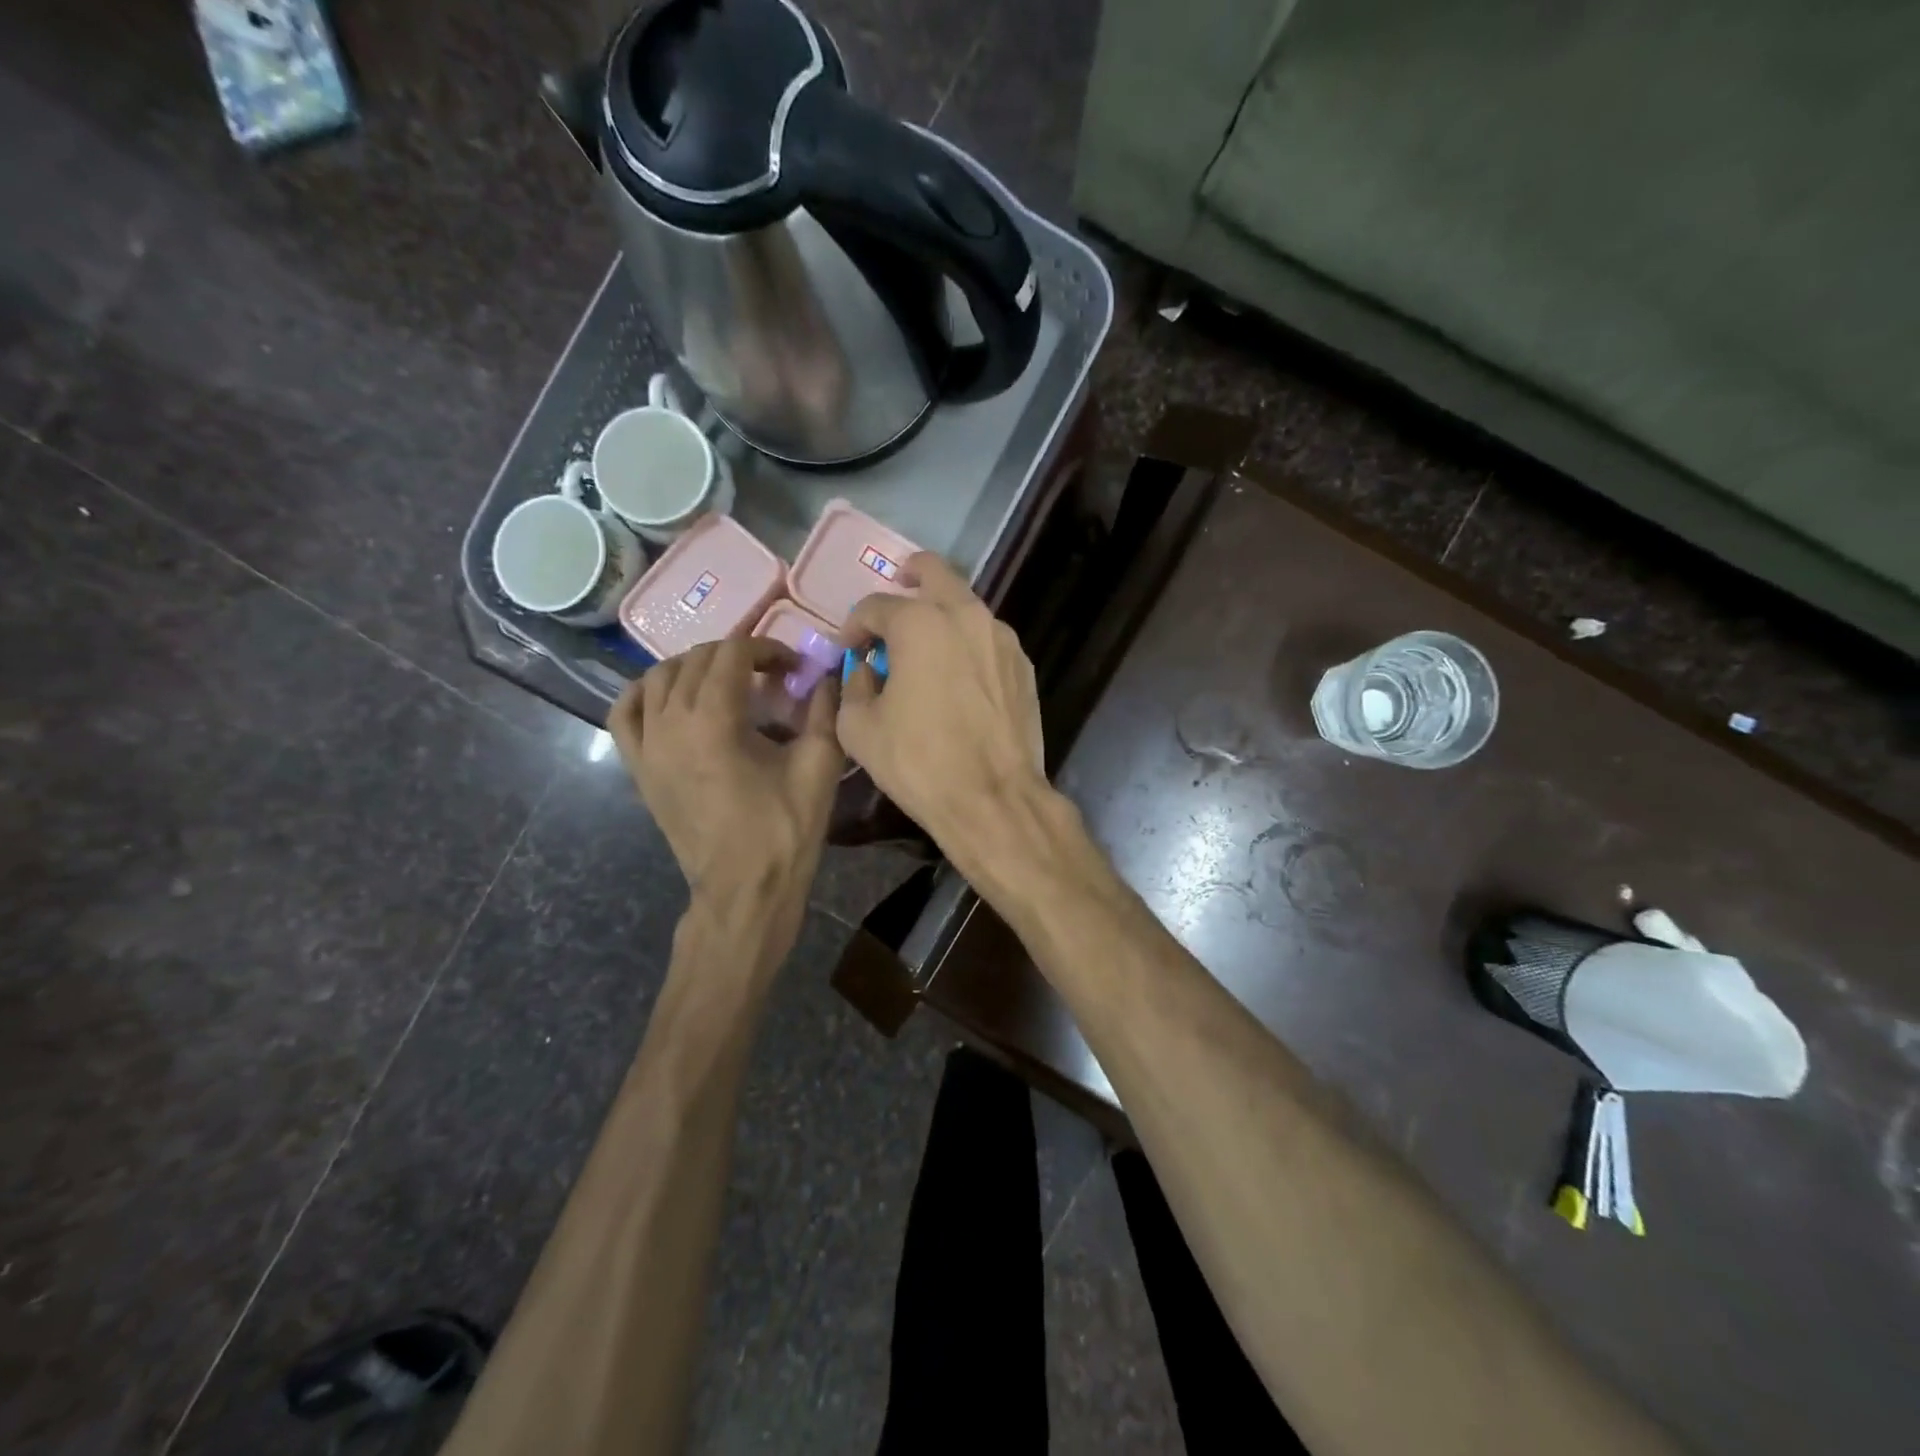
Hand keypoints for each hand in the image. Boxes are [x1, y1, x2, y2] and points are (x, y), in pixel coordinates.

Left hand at [610, 639, 842, 957]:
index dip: (766, 649)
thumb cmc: (785, 829)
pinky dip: (644, 692)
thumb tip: (831, 674)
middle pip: (696, 660)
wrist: (744, 888)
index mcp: (714, 720)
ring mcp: (647, 746)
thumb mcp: (819, 766)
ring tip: (725, 683)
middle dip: (736, 656)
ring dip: (694, 667)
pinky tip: (667, 695)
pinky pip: (624, 713)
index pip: (732, 654)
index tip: (792, 666)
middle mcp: (670, 723)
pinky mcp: (638, 768)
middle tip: (769, 675)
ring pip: (659, 678)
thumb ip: (825, 710)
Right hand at [836, 553, 1049, 873]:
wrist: (993, 798)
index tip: (849, 650)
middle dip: (908, 576)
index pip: (875, 606)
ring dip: (940, 613)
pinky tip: (957, 675)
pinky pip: (987, 639)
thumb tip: (865, 669)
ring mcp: (1002, 638)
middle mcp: (966, 615)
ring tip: (924, 645)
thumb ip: (853, 685)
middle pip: (934, 573)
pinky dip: (966, 643)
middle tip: (895, 590)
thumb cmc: (918, 762)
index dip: (854, 626)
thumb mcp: (859, 727)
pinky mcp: (1023, 665)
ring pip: (966, 606)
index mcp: (920, 623)